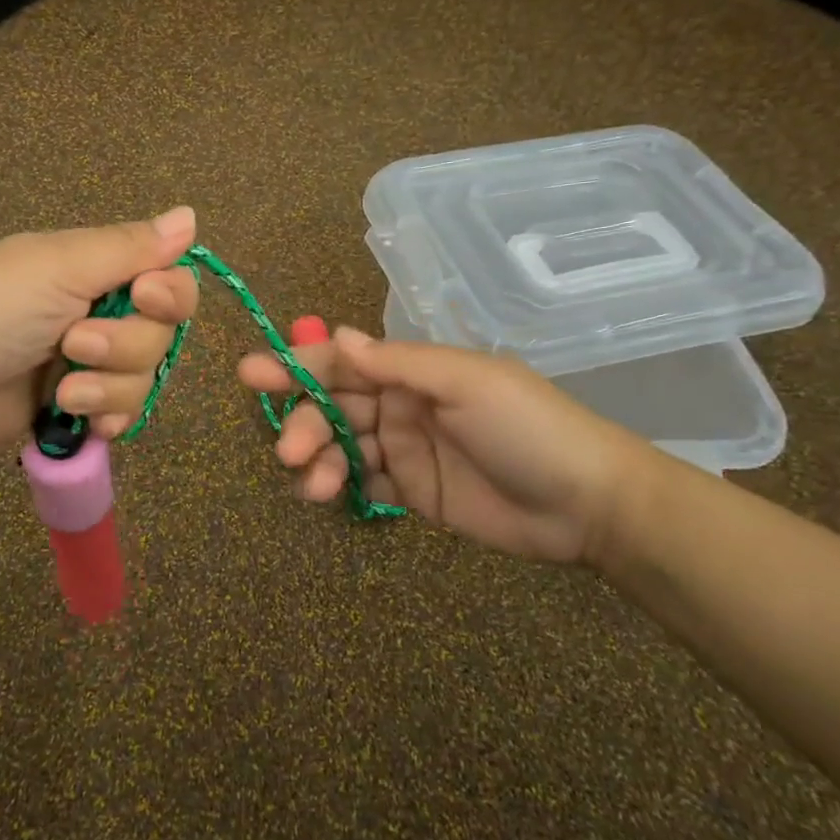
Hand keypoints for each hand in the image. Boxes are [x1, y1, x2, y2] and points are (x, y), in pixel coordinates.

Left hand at [0, 208, 200, 453]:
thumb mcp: (59, 266)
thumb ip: (129, 247)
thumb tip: (191, 215)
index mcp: (98, 270)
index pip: (170, 280)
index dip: (169, 294)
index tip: (142, 297)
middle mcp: (102, 313)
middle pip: (162, 336)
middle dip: (124, 346)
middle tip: (74, 343)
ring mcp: (90, 365)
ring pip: (144, 379)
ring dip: (108, 387)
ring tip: (63, 389)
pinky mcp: (78, 408)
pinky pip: (124, 415)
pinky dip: (106, 418)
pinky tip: (78, 418)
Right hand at [237, 327, 650, 564]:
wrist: (587, 504)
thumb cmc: (527, 428)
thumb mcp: (466, 382)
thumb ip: (397, 362)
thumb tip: (334, 335)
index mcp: (413, 371)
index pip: (342, 363)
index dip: (296, 366)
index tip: (252, 375)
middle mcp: (401, 404)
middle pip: (333, 407)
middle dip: (305, 424)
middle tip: (289, 451)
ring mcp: (404, 449)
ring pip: (341, 447)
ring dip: (319, 461)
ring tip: (313, 485)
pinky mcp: (411, 492)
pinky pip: (362, 484)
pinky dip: (338, 487)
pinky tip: (325, 496)